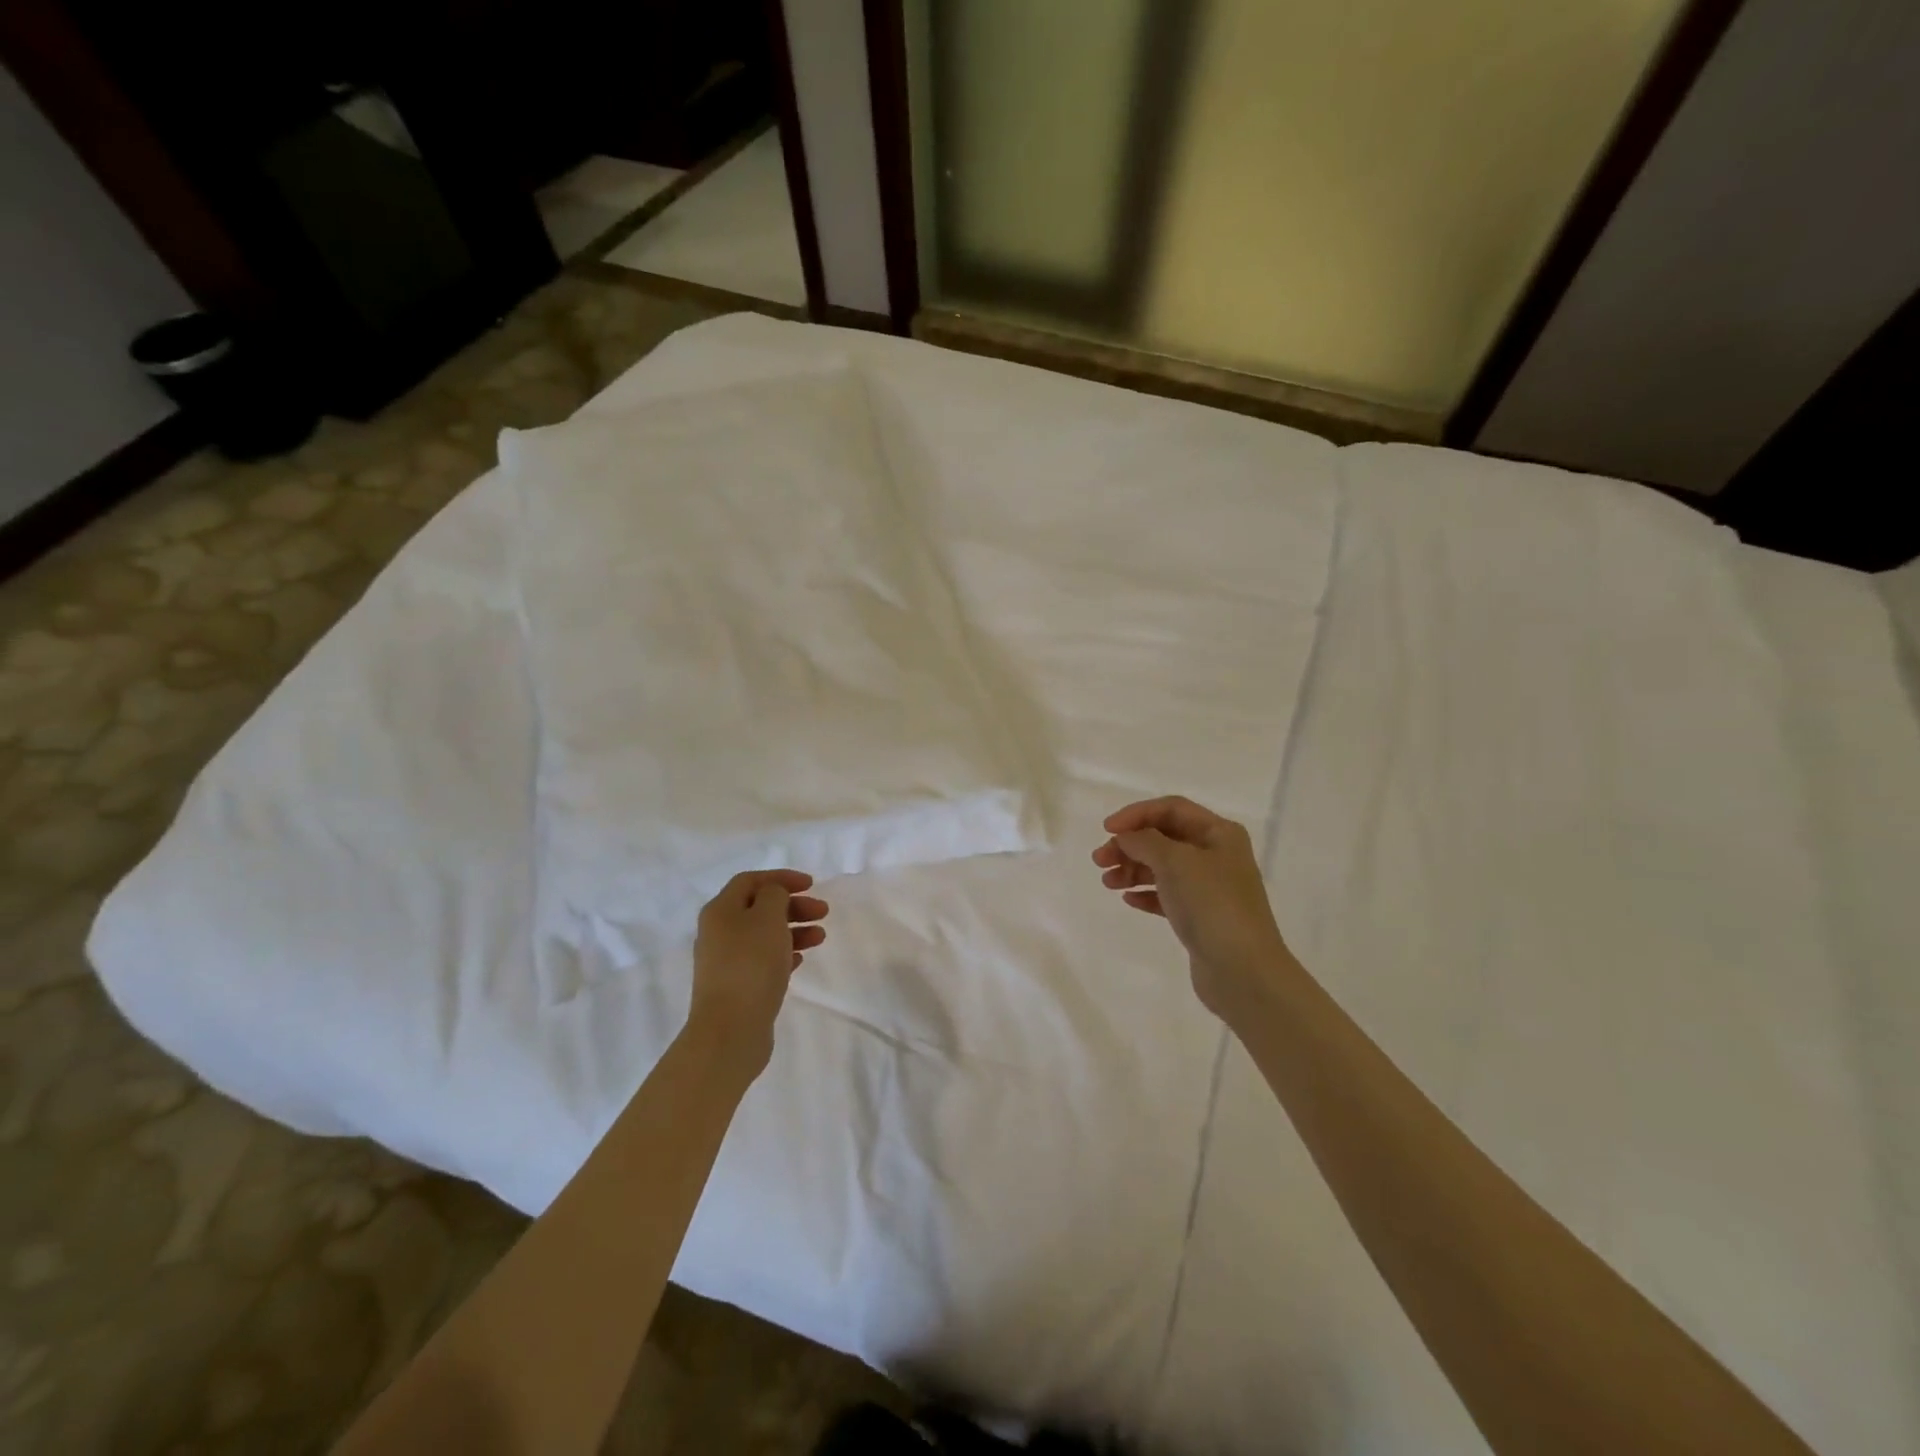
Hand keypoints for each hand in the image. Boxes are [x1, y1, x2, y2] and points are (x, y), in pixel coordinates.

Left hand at [687, 869, 828, 1072]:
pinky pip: (763, 960)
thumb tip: (772, 896)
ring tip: (820, 938)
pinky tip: (801, 960)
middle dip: (793, 905)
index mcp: (720, 910)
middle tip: (823, 912)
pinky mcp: (736, 987)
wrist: (730, 1030)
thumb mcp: (767, 917)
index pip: (751, 881)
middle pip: (759, 908)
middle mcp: (718, 932)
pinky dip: (784, 954)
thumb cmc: (750, 964)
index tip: (812, 885)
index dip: (781, 878)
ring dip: (794, 930)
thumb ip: (774, 895)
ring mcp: (726, 962)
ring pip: (764, 935)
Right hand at [1092, 796, 1291, 1022]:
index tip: (1107, 829)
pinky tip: (1128, 899)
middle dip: (1130, 845)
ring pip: (1163, 867)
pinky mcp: (1202, 917)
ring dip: (1132, 869)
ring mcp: (1210, 888)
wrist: (1242, 971)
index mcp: (1219, 833)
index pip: (1171, 808)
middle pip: (1164, 837)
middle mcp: (1217, 855)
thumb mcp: (1175, 862)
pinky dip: (1146, 893)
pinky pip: (1167, 895)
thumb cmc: (1211, 905)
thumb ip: (1144, 841)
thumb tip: (1126, 837)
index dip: (1136, 814)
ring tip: (1107, 882)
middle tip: (1099, 860)